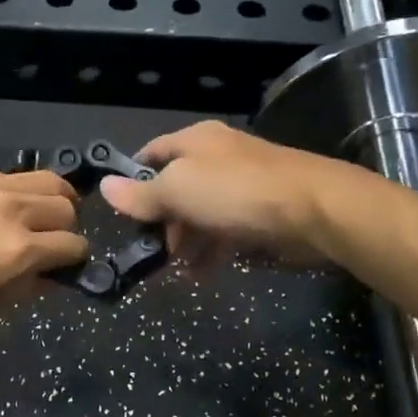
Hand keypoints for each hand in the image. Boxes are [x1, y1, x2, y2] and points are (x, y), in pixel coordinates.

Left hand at [0, 168, 86, 332]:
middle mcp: (11, 209)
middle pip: (66, 205)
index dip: (75, 259)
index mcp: (19, 250)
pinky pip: (6, 176)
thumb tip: (46, 276)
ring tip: (39, 214)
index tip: (66, 267)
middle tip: (51, 241)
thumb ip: (21, 290)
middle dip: (67, 226)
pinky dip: (14, 192)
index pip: (73, 245)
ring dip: (51, 199)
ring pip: (44, 179)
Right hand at [97, 121, 346, 270]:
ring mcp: (241, 187)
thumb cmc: (235, 192)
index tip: (118, 211)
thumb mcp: (177, 190)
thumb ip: (141, 195)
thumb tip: (104, 187)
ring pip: (200, 214)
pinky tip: (202, 274)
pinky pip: (226, 233)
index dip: (132, 179)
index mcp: (196, 141)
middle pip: (176, 188)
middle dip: (160, 221)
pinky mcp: (261, 214)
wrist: (313, 211)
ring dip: (185, 242)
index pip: (151, 154)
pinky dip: (211, 252)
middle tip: (149, 250)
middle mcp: (217, 159)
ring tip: (176, 270)